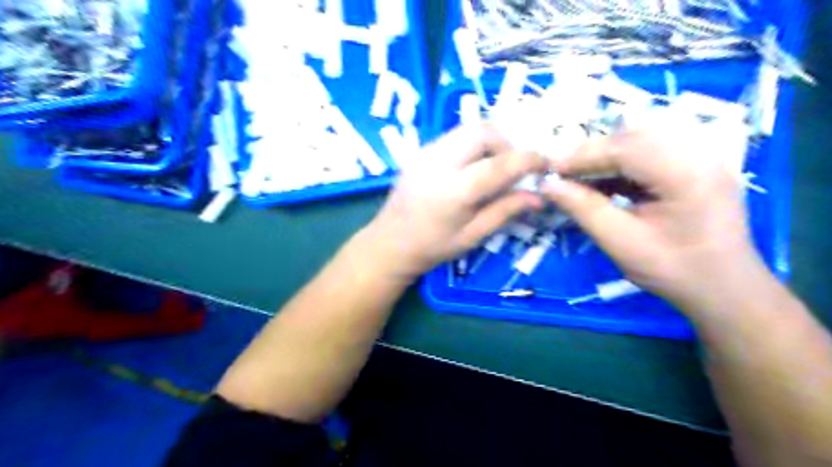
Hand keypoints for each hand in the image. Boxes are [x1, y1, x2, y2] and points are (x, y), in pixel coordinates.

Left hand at [365, 123, 549, 279]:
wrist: (389, 243)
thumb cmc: (432, 247)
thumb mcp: (473, 235)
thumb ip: (506, 211)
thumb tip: (539, 197)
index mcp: (454, 190)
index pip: (500, 164)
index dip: (528, 160)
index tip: (544, 165)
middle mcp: (438, 162)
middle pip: (483, 130)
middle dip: (507, 143)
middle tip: (513, 167)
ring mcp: (425, 152)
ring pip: (468, 128)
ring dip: (490, 141)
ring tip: (495, 167)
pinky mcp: (419, 151)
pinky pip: (454, 136)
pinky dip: (472, 145)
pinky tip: (472, 167)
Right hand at [543, 130, 770, 313]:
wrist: (725, 289)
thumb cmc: (674, 271)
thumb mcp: (621, 243)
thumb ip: (583, 209)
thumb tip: (548, 185)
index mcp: (687, 174)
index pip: (626, 148)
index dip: (583, 156)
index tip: (551, 170)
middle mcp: (699, 155)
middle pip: (634, 137)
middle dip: (593, 153)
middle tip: (562, 173)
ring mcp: (701, 159)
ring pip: (641, 141)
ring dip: (605, 157)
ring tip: (578, 176)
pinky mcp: (694, 167)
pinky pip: (651, 154)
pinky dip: (621, 165)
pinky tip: (602, 182)